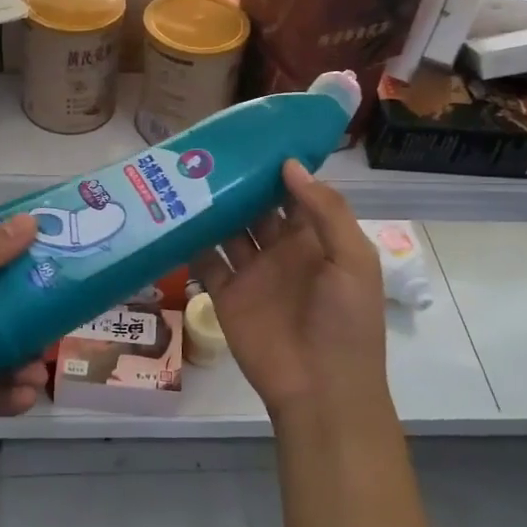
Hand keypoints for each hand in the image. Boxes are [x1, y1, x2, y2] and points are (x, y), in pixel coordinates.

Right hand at [191, 161, 390, 427]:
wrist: (321, 389)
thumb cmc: (346, 322)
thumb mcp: (353, 260)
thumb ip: (325, 210)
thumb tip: (290, 164)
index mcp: (316, 238)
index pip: (295, 193)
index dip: (278, 167)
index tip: (252, 137)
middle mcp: (282, 249)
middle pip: (257, 206)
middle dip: (238, 182)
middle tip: (208, 151)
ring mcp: (252, 272)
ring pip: (228, 229)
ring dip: (212, 207)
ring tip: (185, 175)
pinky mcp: (226, 295)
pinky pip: (205, 262)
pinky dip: (191, 241)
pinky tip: (172, 217)